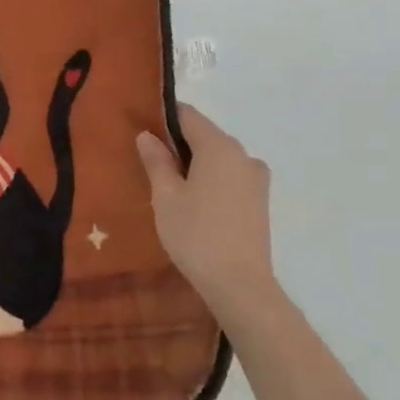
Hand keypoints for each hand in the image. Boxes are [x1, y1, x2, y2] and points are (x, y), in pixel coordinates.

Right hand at [136, 102, 276, 316]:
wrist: (239, 284)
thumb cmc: (195, 234)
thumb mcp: (165, 196)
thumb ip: (156, 161)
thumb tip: (147, 135)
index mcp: (219, 146)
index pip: (188, 115)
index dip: (163, 116)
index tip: (140, 125)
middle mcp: (243, 155)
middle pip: (205, 135)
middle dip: (177, 142)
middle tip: (147, 157)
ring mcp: (256, 178)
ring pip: (218, 157)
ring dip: (194, 162)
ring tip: (167, 182)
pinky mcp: (259, 200)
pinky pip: (229, 176)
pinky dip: (209, 178)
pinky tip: (191, 199)